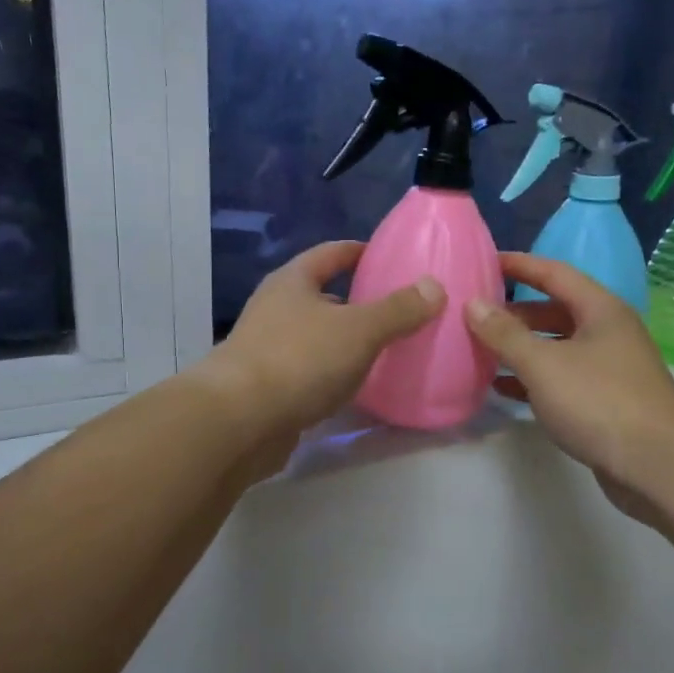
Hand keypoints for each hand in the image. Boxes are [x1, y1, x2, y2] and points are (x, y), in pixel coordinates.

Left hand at [198, 241, 443, 466]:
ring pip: (315, 336)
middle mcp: (275, 309)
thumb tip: (434, 286)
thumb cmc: (299, 359)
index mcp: (293, 282)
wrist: (239, 421)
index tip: (388, 256)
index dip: (359, 251)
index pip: (330, 254)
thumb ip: (398, 309)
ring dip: (344, 341)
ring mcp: (267, 349)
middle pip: (321, 296)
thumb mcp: (358, 329)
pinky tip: (356, 388)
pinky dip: (332, 374)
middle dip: (356, 301)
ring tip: (385, 349)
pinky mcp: (267, 388)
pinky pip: (309, 371)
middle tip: (397, 310)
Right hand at [465, 253, 673, 515]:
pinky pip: (560, 380)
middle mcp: (607, 332)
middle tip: (474, 313)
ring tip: (480, 350)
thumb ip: (505, 334)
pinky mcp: (604, 402)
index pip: (554, 273)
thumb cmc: (599, 400)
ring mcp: (608, 369)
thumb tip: (472, 304)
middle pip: (554, 310)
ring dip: (521, 348)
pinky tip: (502, 389)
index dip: (519, 264)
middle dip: (514, 312)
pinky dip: (532, 380)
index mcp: (600, 310)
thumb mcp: (543, 363)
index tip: (484, 261)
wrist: (657, 464)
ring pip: (556, 347)